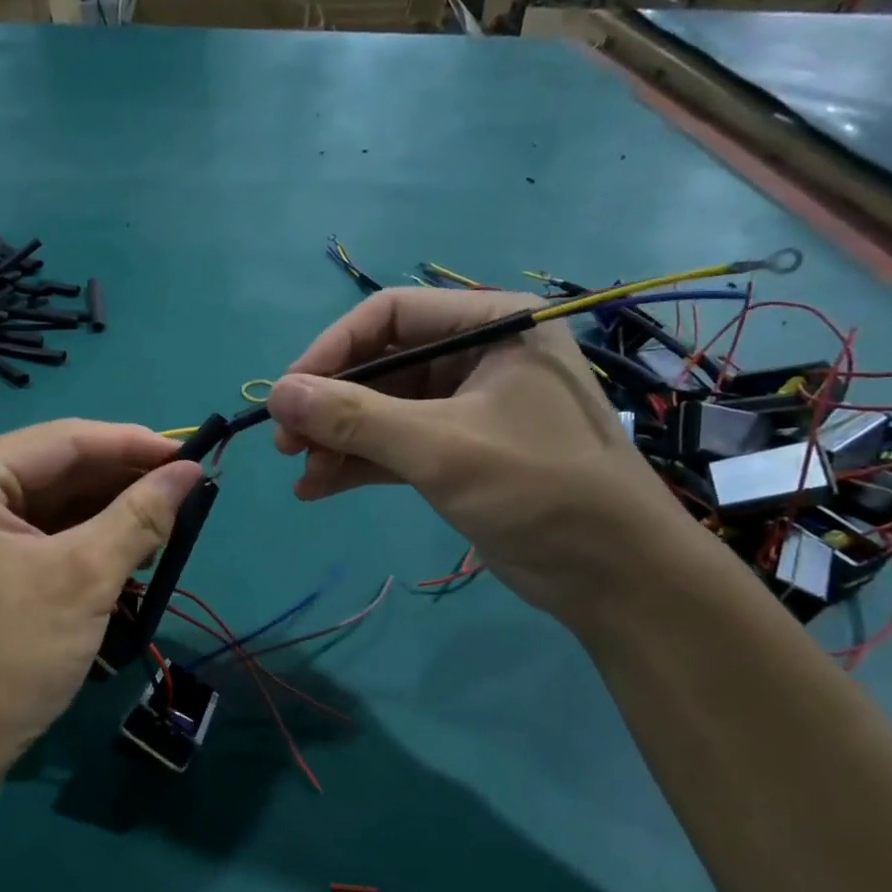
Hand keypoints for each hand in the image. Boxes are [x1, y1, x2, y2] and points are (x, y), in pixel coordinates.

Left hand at [0, 420, 203, 786]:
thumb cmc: (10, 656)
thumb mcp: (84, 579)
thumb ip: (139, 516)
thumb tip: (191, 471)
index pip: (64, 439)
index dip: (133, 444)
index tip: (193, 454)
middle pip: (60, 467)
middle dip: (124, 479)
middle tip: (187, 491)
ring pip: (56, 498)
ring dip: (111, 508)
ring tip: (168, 520)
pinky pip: (45, 528)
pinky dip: (89, 535)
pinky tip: (130, 545)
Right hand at [265, 288, 688, 621]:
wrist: (615, 577)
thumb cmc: (539, 489)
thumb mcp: (441, 447)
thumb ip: (355, 417)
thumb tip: (276, 394)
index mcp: (491, 326)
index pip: (390, 314)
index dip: (330, 350)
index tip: (285, 394)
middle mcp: (477, 357)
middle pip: (381, 364)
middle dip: (330, 404)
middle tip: (285, 443)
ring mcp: (467, 407)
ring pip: (383, 410)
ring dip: (338, 439)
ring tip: (300, 472)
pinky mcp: (459, 452)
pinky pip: (395, 445)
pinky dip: (358, 464)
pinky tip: (318, 488)